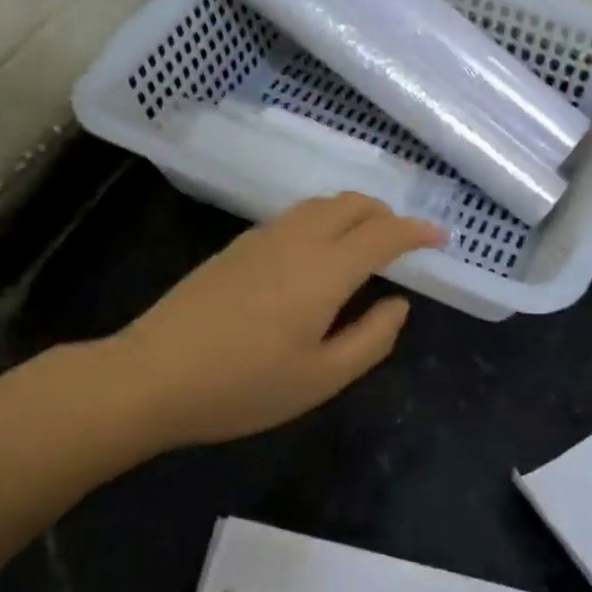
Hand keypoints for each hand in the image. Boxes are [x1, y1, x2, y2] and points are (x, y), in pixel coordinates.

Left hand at [118, 193, 445, 447]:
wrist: (150, 377)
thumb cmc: (243, 387)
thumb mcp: (321, 378)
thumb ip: (371, 339)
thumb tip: (399, 304)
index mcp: (324, 270)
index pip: (383, 233)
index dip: (417, 231)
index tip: (441, 238)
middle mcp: (296, 240)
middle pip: (352, 204)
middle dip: (387, 214)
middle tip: (405, 243)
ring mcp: (260, 239)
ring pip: (320, 205)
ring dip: (353, 214)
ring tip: (366, 245)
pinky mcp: (235, 248)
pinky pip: (294, 218)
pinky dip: (323, 221)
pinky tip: (318, 255)